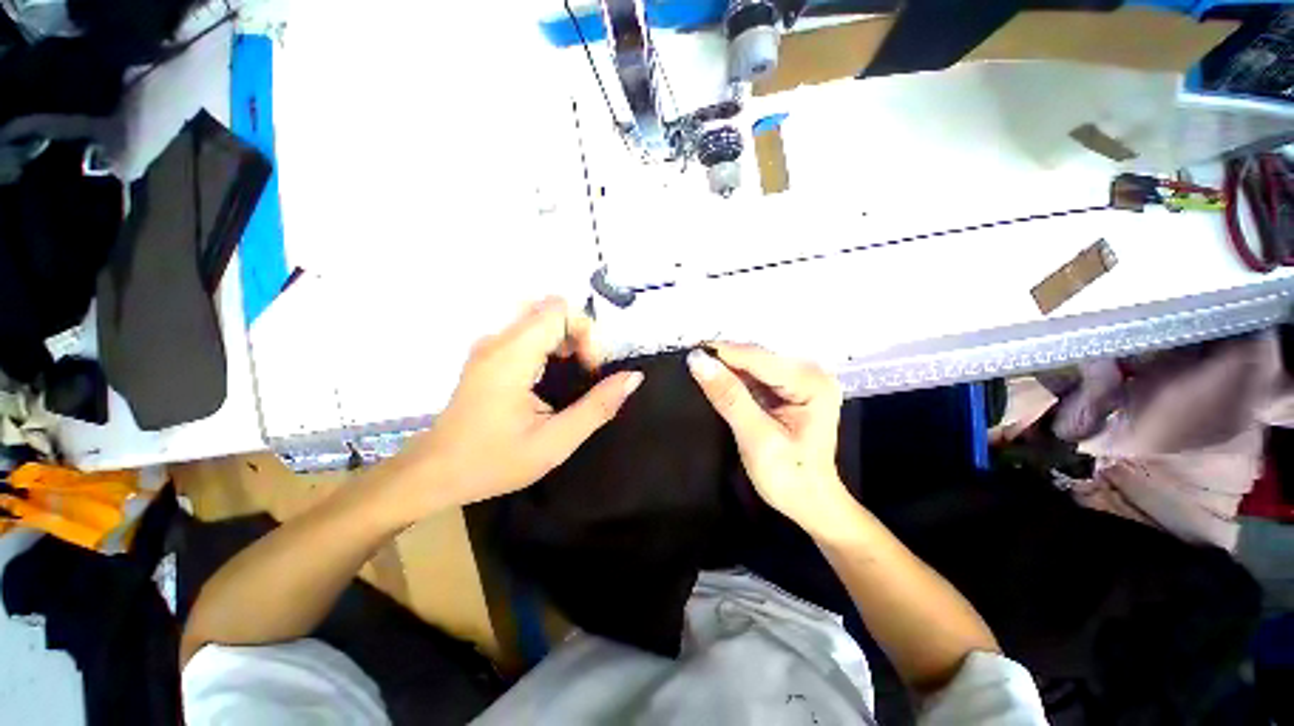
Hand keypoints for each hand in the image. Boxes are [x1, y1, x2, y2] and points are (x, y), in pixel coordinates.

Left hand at [379, 298, 642, 517]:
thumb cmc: (493, 461)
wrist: (434, 473)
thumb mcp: (555, 442)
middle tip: (582, 374)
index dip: (585, 332)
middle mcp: (498, 341)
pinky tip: (549, 378)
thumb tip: (634, 377)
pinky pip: (526, 332)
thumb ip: (598, 407)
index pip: (559, 310)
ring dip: (564, 339)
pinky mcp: (487, 355)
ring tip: (569, 377)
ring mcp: (489, 346)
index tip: (588, 370)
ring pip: (539, 317)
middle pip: (551, 309)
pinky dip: (549, 345)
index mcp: (512, 357)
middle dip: (578, 334)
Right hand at [688, 344, 848, 532]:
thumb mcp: (756, 437)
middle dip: (722, 358)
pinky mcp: (789, 388)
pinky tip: (715, 379)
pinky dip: (733, 378)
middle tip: (688, 360)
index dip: (721, 352)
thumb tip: (699, 361)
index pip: (757, 358)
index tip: (688, 351)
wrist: (809, 502)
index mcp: (812, 383)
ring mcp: (800, 379)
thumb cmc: (790, 477)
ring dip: (725, 367)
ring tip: (696, 368)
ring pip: (752, 364)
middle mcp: (810, 373)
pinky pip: (754, 375)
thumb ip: (729, 396)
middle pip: (756, 357)